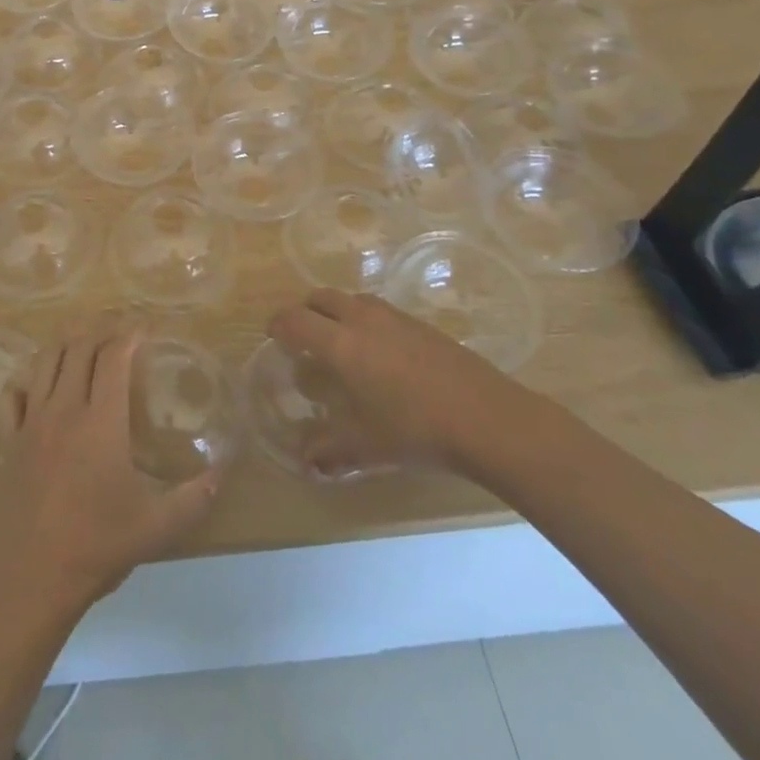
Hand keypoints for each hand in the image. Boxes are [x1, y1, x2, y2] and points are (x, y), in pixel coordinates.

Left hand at [0, 333, 217, 611]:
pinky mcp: (10, 441)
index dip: (130, 335)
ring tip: (82, 345)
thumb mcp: (158, 526)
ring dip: (66, 346)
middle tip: (118, 334)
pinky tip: (38, 388)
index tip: (146, 329)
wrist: (35, 576)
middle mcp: (64, 409)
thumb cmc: (99, 545)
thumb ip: (194, 498)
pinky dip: (26, 382)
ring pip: (45, 362)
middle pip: (78, 348)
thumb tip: (222, 474)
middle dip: (100, 332)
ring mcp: (31, 422)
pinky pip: (12, 396)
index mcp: (101, 421)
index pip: (114, 358)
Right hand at [269, 290, 526, 477]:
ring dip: (337, 312)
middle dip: (306, 311)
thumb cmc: (415, 430)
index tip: (272, 336)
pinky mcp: (422, 324)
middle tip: (303, 337)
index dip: (278, 325)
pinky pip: (380, 311)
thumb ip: (330, 451)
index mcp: (340, 344)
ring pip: (353, 299)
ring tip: (341, 342)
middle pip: (321, 298)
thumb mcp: (366, 447)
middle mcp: (362, 320)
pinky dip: (367, 320)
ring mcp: (395, 318)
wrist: (487, 417)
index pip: (295, 321)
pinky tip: (382, 353)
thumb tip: (305, 462)